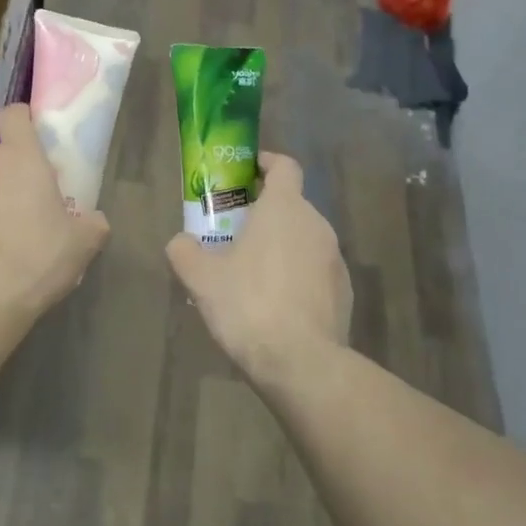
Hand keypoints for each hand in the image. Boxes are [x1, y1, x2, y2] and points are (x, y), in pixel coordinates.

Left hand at [0, 103, 109, 320]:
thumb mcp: (84, 244)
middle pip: (1, 159)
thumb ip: (93, 223)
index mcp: (22, 159)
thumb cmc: (39, 258)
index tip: (36, 139)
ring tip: (4, 241)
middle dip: (14, 177)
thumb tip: (94, 220)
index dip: (25, 121)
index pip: (15, 116)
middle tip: (32, 209)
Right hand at [166, 152, 351, 381]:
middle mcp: (316, 224)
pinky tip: (276, 305)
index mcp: (284, 208)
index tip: (246, 172)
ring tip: (252, 275)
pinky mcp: (345, 291)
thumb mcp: (201, 278)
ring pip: (303, 240)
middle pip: (291, 205)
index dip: (265, 163)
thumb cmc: (248, 305)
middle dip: (264, 213)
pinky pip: (315, 271)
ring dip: (280, 247)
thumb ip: (185, 251)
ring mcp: (335, 259)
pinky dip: (297, 276)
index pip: (284, 166)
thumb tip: (181, 242)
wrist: (301, 362)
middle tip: (235, 233)